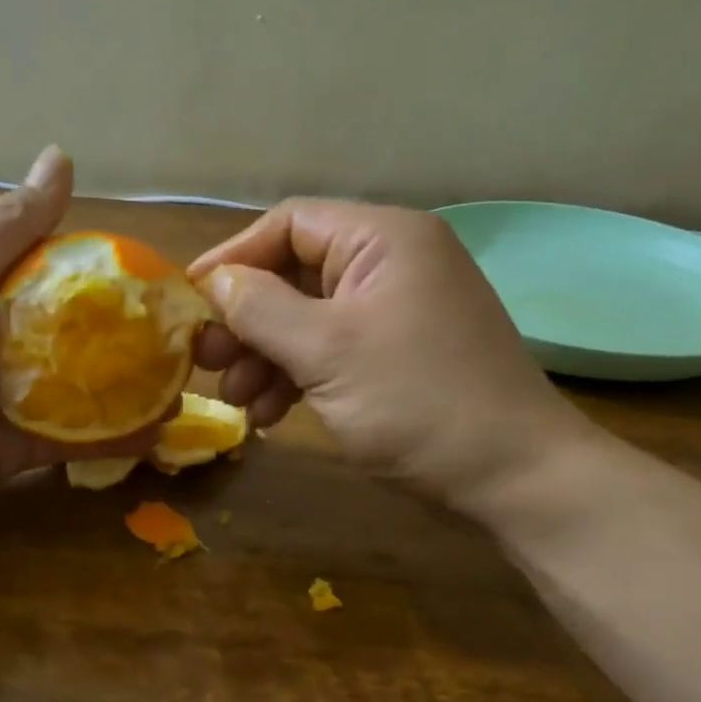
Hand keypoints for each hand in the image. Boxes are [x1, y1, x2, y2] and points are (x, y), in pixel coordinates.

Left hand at [0, 146, 151, 534]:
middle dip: (126, 341)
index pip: (57, 280)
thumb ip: (10, 227)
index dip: (106, 280)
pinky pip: (71, 443)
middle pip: (75, 340)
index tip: (159, 281)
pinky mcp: (14, 453)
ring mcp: (8, 402)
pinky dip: (110, 440)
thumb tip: (62, 155)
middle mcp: (0, 346)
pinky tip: (156, 435)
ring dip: (127, 392)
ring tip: (183, 386)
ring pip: (81, 393)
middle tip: (185, 341)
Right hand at [188, 198, 592, 505]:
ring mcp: (397, 313)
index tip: (189, 302)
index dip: (233, 259)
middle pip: (295, 275)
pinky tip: (271, 416)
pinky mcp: (398, 356)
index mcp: (383, 239)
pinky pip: (333, 352)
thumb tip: (216, 283)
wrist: (512, 476)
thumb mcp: (327, 351)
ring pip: (309, 320)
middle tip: (205, 362)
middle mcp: (392, 264)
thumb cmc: (417, 402)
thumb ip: (261, 309)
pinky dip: (298, 378)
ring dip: (266, 357)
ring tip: (235, 401)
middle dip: (246, 320)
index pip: (289, 225)